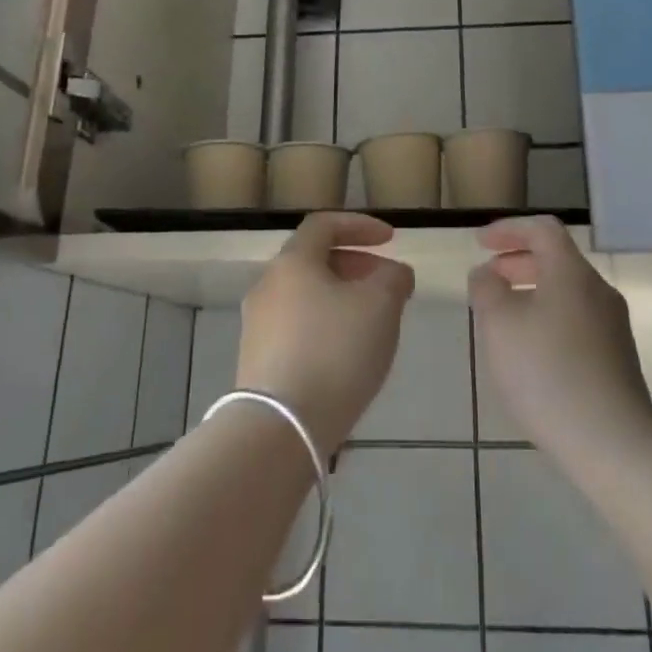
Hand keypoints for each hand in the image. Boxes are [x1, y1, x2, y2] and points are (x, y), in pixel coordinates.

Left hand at [236, 213, 415, 454]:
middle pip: (313, 260)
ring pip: (306, 296)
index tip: (391, 240)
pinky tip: (348, 354)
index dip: (360, 225)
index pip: (324, 224)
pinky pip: (298, 327)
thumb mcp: (380, 306)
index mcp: (293, 262)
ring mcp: (257, 325)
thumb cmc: (335, 351)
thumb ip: (393, 278)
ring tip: (374, 322)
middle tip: (387, 285)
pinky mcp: (257, 360)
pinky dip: (326, 326)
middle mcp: (268, 286)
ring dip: (342, 298)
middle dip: (355, 266)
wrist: (281, 427)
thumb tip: (394, 273)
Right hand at [470, 216, 651, 467]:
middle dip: (518, 262)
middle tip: (488, 278)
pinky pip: (576, 321)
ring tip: (502, 318)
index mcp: (572, 273)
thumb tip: (487, 273)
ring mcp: (613, 327)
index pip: (542, 229)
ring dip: (532, 293)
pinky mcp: (617, 359)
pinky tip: (530, 353)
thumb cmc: (547, 373)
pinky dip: (547, 319)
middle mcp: (598, 291)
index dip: (509, 229)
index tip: (480, 243)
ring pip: (566, 293)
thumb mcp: (499, 325)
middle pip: (557, 260)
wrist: (613, 444)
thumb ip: (486, 289)